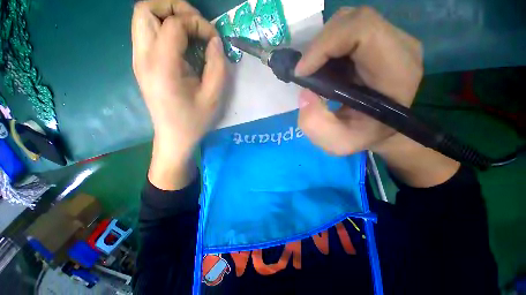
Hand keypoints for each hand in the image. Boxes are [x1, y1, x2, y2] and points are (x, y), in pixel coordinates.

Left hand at [132, 0, 225, 188]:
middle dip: (174, 8)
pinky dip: (165, 28)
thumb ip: (217, 66)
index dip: (197, 23)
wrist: (174, 137)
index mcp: (162, 68)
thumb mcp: (213, 97)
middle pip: (145, 9)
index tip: (213, 40)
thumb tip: (214, 41)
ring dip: (168, 16)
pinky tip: (182, 45)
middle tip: (195, 25)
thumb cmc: (195, 120)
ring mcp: (138, 60)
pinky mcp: (141, 64)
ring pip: (143, 17)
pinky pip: (147, 32)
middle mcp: (143, 58)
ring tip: (189, 31)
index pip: (173, 24)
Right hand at [295, 6, 421, 154]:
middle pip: (354, 20)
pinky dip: (328, 46)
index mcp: (398, 71)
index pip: (363, 30)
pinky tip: (323, 66)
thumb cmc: (362, 137)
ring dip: (323, 45)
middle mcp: (400, 47)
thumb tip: (305, 94)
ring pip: (349, 22)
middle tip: (305, 71)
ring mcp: (391, 40)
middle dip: (320, 45)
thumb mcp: (337, 143)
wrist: (380, 130)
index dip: (325, 44)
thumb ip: (316, 125)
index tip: (302, 71)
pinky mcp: (380, 41)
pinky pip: (349, 30)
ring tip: (313, 70)